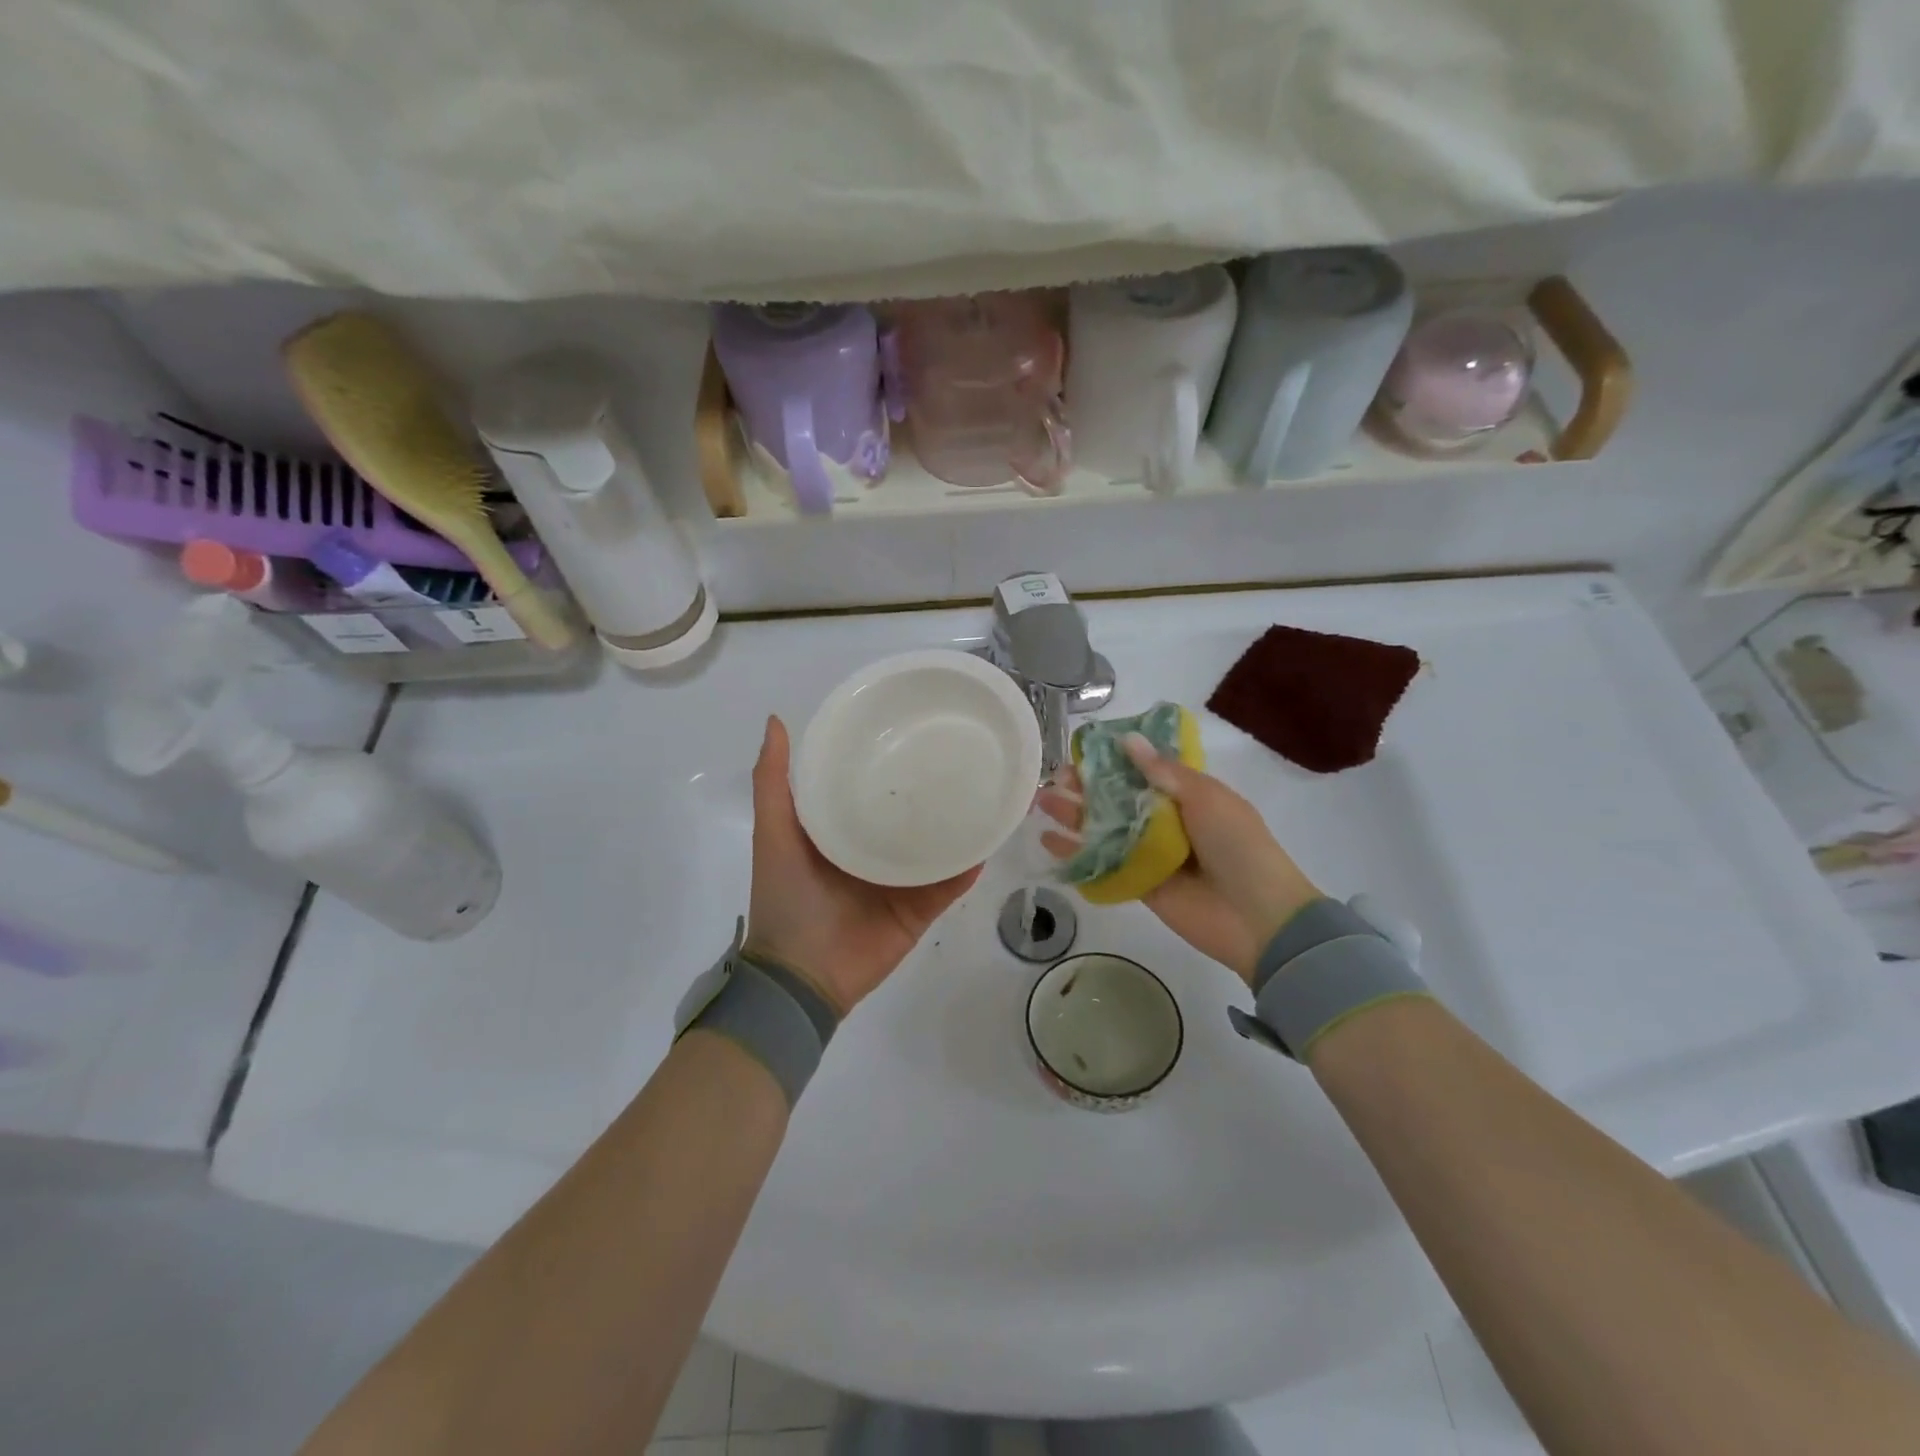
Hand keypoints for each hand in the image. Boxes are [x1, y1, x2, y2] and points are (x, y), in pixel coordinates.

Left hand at [746, 716, 981, 1014]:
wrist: (802, 976)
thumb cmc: (786, 898)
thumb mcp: (773, 832)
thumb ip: (773, 782)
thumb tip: (775, 720)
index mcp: (841, 831)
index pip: (868, 787)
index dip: (884, 758)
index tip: (907, 725)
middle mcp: (873, 851)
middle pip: (908, 814)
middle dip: (930, 788)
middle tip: (959, 751)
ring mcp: (900, 882)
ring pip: (936, 846)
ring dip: (958, 823)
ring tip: (986, 786)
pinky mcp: (920, 909)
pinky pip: (950, 884)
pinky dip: (969, 864)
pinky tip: (991, 837)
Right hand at [1038, 734, 1320, 983]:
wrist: (1258, 917)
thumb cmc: (1239, 846)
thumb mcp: (1206, 797)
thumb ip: (1164, 772)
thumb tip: (1126, 741)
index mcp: (1187, 795)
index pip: (1142, 771)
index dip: (1112, 761)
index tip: (1081, 752)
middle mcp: (1165, 821)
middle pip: (1117, 800)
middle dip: (1085, 788)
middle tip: (1054, 780)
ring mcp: (1150, 854)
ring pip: (1105, 830)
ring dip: (1074, 817)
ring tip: (1042, 803)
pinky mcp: (1139, 885)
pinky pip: (1104, 866)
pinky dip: (1077, 855)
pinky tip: (1049, 842)